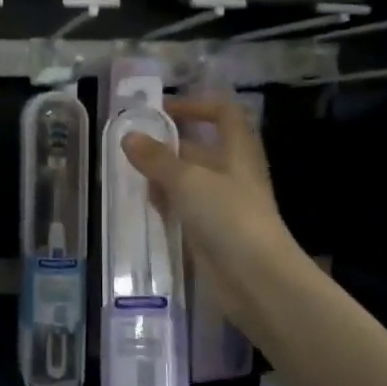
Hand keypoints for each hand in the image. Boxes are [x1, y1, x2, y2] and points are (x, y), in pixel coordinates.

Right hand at [121, 99, 299, 330]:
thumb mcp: (188, 181)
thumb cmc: (228, 217)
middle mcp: (234, 175)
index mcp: (238, 152)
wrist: (256, 280)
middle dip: (169, 146)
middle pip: (202, 150)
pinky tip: (147, 208)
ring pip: (191, 182)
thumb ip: (157, 159)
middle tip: (132, 147)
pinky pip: (188, 210)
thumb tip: (129, 137)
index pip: (224, 114)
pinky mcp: (214, 234)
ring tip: (132, 177)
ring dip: (165, 177)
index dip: (197, 105)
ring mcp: (225, 206)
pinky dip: (169, 205)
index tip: (163, 111)